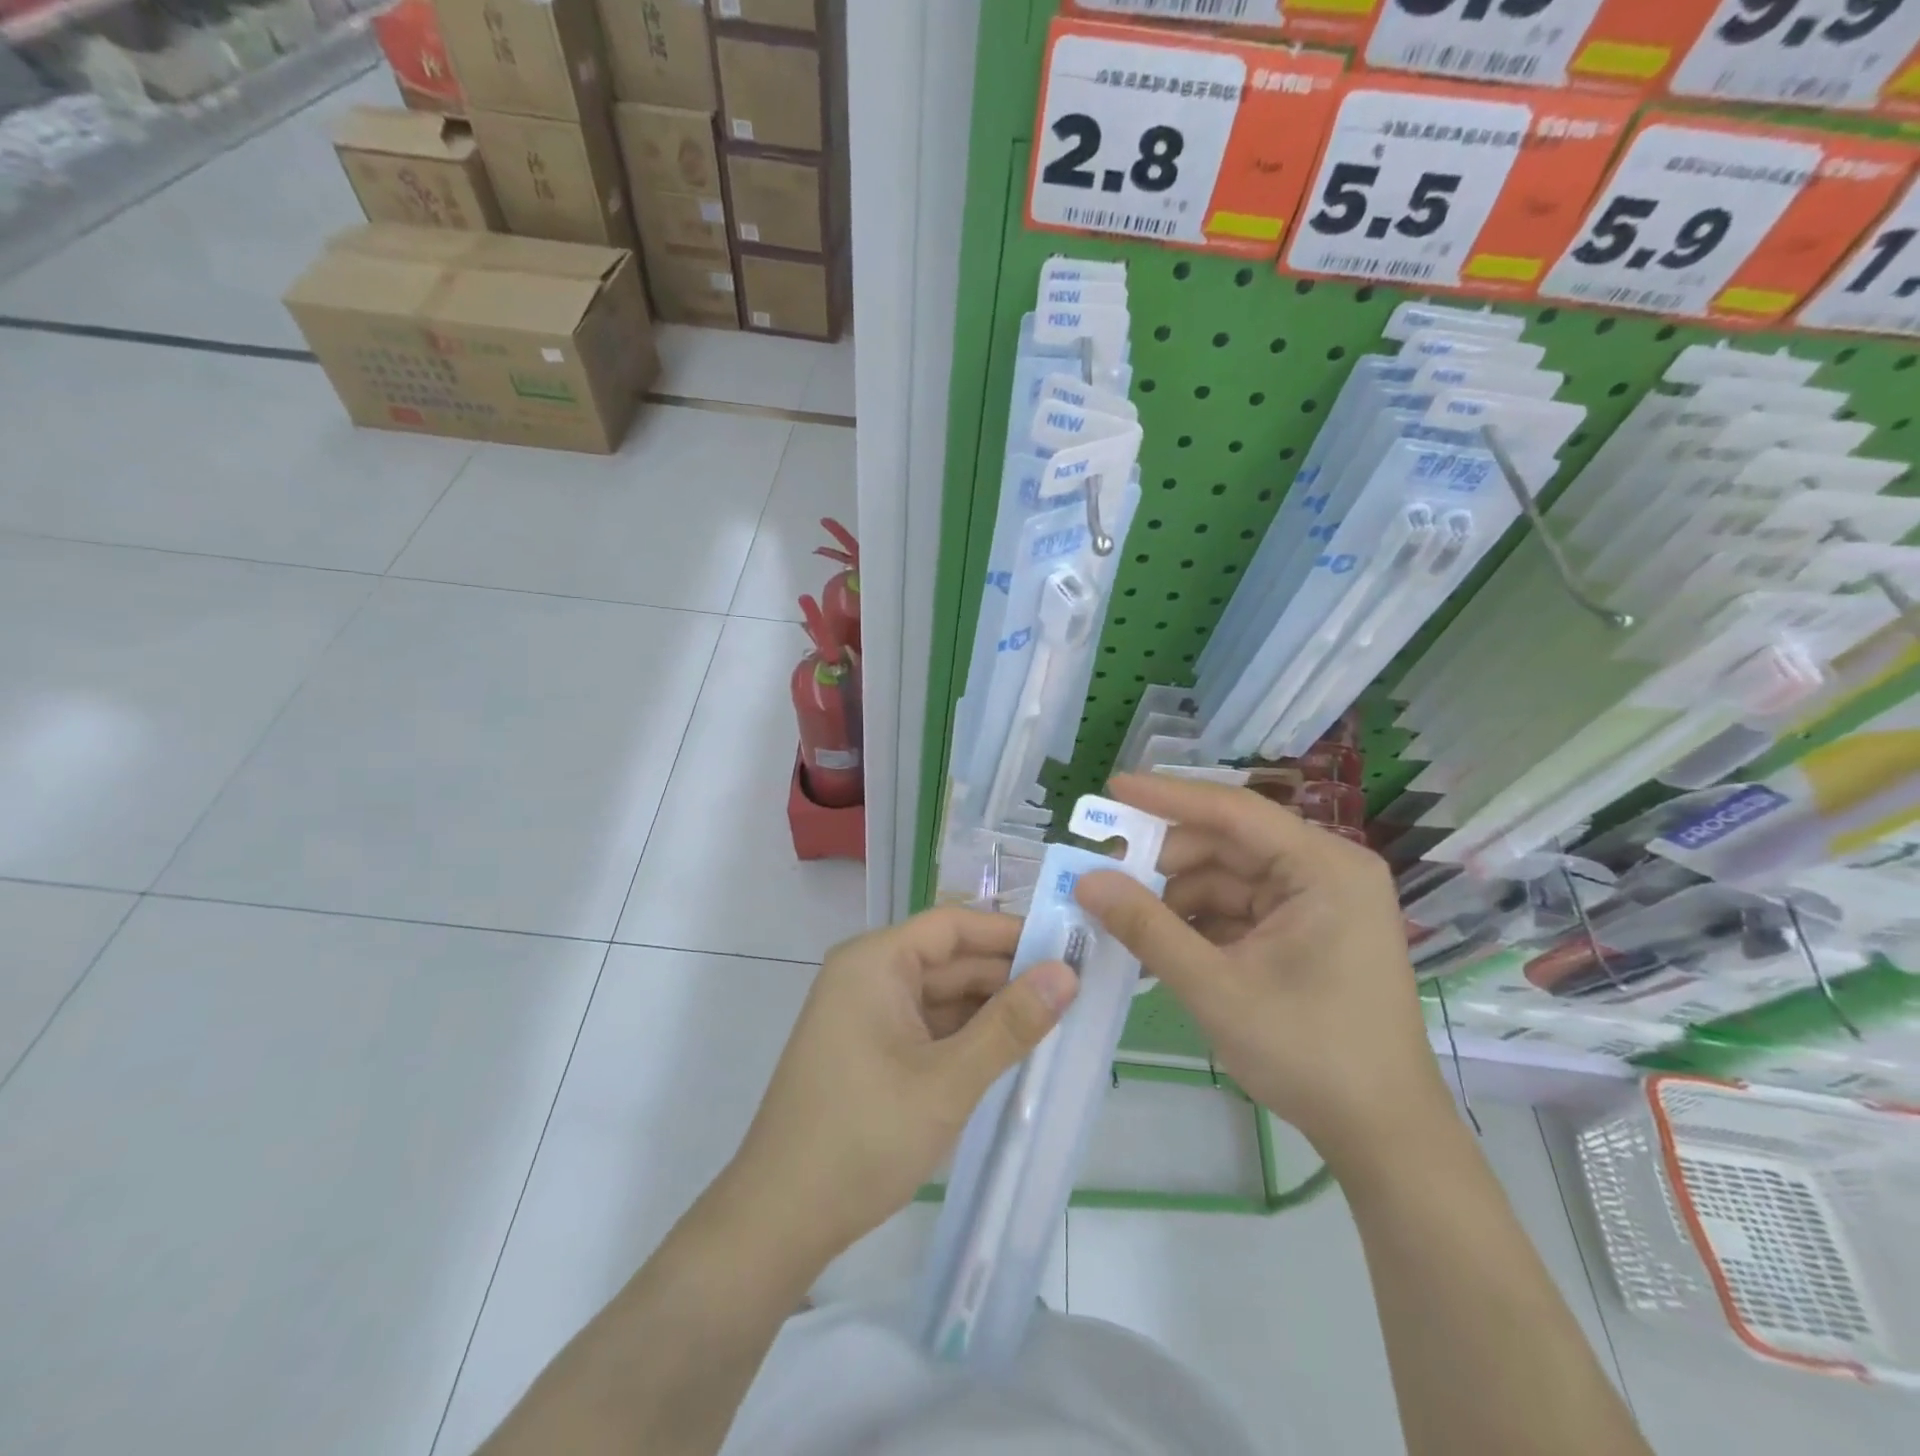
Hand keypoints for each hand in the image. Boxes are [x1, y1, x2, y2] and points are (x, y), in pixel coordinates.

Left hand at [728, 908, 1077, 1266]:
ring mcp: (865, 1014)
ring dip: (990, 1011)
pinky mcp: (868, 1049)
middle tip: (1074, 993)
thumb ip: (1010, 1025)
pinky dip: (965, 1038)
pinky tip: (1009, 1055)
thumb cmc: (862, 1137)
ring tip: (1055, 1024)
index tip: (1067, 948)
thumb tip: (1067, 974)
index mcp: (875, 961)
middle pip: (949, 960)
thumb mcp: (947, 1081)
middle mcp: (867, 975)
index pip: (953, 926)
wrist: (778, 1220)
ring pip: (941, 997)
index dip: (1011, 933)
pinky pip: (926, 1027)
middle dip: (1007, 976)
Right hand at [1074, 773, 1451, 1174]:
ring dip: (1176, 898)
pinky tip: (1159, 944)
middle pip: (1228, 845)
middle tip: (1105, 876)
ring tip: (1125, 921)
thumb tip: (1086, 881)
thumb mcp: (1216, 988)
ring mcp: (1318, 901)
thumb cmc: (1310, 1054)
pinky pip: (1239, 909)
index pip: (1234, 811)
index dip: (1167, 797)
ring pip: (1228, 878)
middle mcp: (1326, 871)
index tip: (1112, 788)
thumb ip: (1147, 928)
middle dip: (1165, 863)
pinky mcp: (1307, 930)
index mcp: (1324, 868)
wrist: (1383, 1135)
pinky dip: (1198, 923)